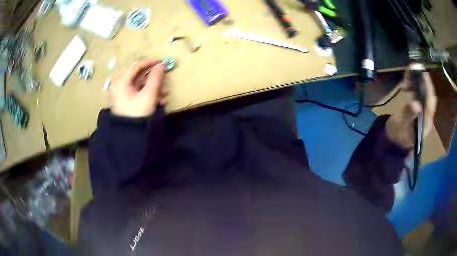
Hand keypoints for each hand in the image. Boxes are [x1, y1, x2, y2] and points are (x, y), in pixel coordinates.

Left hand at [110, 59, 165, 117]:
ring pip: (140, 85)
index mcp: (121, 81)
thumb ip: (156, 78)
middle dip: (153, 78)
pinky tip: (159, 100)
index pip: (137, 66)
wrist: (128, 136)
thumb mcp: (148, 95)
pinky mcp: (125, 100)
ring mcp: (122, 93)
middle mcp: (120, 84)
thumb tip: (162, 65)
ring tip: (164, 95)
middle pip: (139, 75)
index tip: (163, 62)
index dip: (151, 63)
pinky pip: (138, 92)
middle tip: (164, 80)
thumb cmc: (137, 114)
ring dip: (153, 88)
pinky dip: (148, 94)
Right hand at [385, 72, 436, 148]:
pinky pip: (421, 94)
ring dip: (419, 82)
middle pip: (429, 97)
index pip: (430, 103)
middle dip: (424, 82)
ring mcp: (424, 112)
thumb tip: (416, 104)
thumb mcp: (401, 126)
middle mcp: (427, 117)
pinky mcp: (419, 109)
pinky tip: (409, 79)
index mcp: (425, 123)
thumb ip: (408, 115)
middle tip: (416, 69)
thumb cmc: (398, 134)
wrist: (395, 139)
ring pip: (425, 94)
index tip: (423, 73)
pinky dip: (416, 84)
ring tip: (410, 72)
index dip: (428, 88)